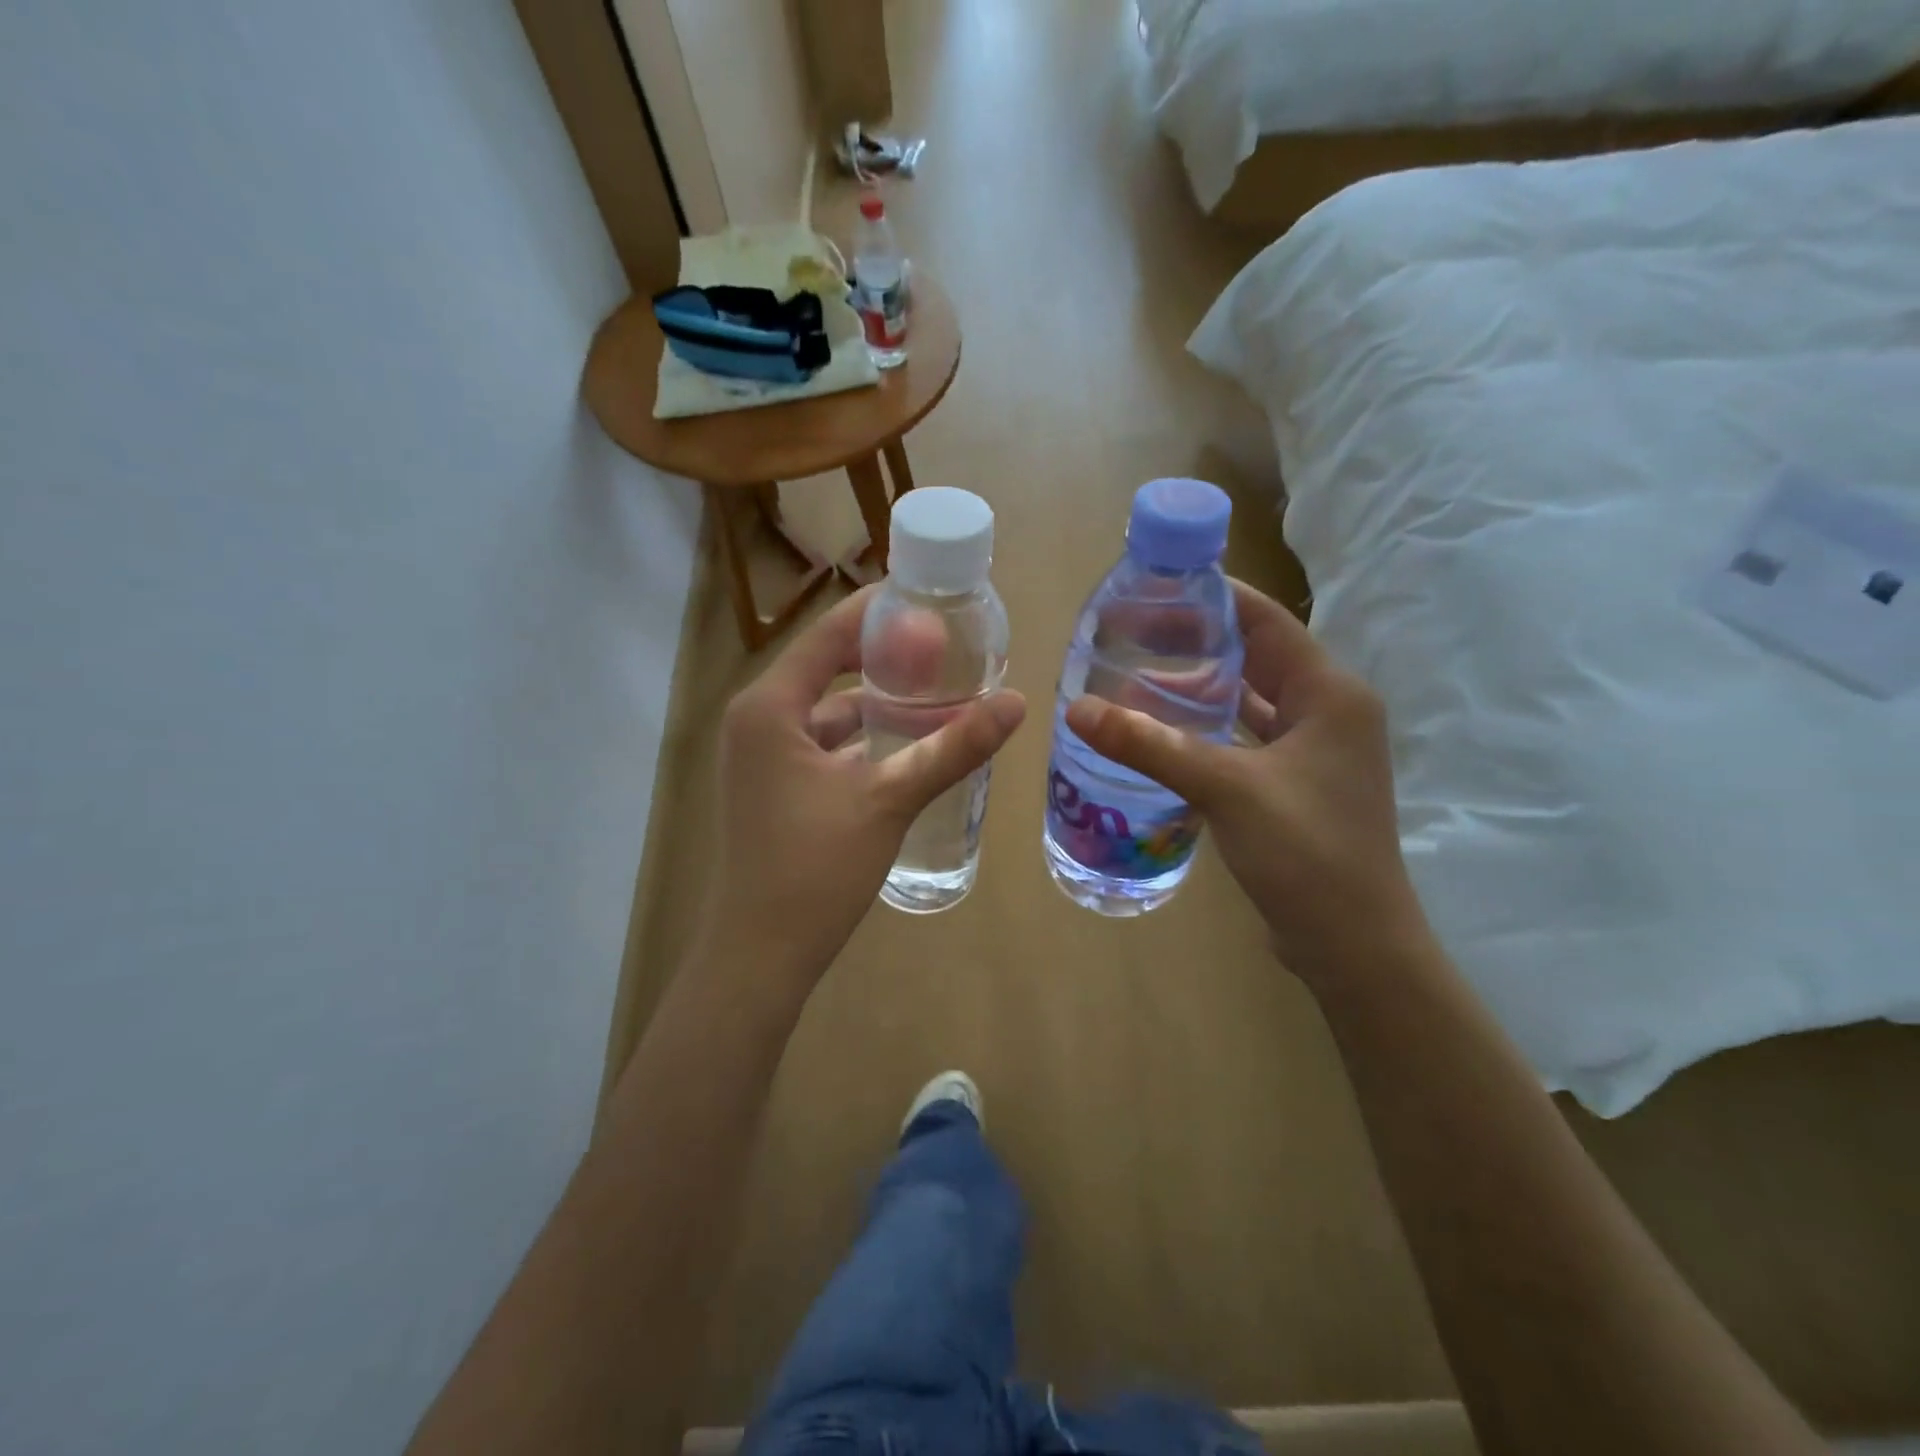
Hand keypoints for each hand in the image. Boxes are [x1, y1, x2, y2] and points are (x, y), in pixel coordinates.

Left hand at [702, 587, 1025, 978]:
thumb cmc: (815, 868)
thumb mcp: (890, 799)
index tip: (930, 599)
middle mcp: (758, 721)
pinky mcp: (775, 787)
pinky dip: (864, 741)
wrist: (760, 955)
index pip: (828, 634)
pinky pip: (825, 745)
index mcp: (769, 707)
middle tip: (946, 647)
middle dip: (886, 657)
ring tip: (938, 693)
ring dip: (879, 703)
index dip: (879, 612)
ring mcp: (763, 757)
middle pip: (828, 668)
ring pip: (829, 713)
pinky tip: (909, 747)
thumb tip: (1018, 702)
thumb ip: (952, 747)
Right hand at [1065, 581, 1425, 981]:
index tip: (1157, 584)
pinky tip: (1164, 731)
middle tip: (1132, 631)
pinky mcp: (1294, 784)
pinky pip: (1245, 737)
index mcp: (1331, 694)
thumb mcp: (1226, 789)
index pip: (1267, 620)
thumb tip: (1077, 709)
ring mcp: (1314, 751)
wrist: (1354, 944)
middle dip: (1196, 640)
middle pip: (1256, 656)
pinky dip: (1207, 728)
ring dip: (1200, 686)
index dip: (1214, 596)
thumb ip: (1152, 745)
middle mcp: (1329, 712)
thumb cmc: (1306, 853)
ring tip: (1138, 673)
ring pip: (1249, 699)